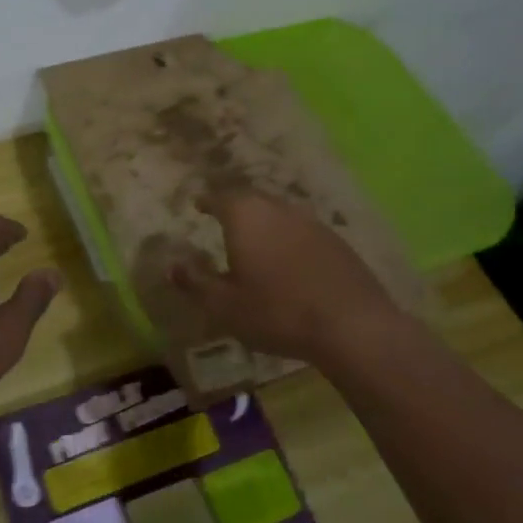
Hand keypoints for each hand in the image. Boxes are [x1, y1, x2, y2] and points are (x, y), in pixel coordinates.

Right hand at [170, 191, 399, 363]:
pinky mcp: (336, 241)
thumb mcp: (225, 306)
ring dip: (264, 223)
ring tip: (255, 240)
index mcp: (246, 217)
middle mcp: (278, 209)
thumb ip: (196, 283)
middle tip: (224, 219)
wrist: (351, 325)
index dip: (207, 201)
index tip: (198, 204)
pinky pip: (302, 231)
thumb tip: (171, 266)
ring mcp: (311, 223)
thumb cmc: (277, 313)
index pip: (220, 197)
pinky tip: (289, 260)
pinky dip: (288, 239)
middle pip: (252, 200)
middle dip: (235, 207)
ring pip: (279, 214)